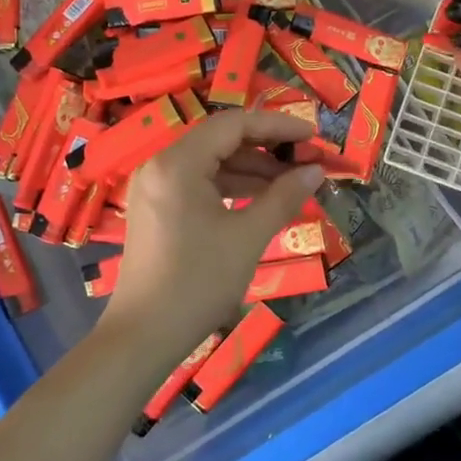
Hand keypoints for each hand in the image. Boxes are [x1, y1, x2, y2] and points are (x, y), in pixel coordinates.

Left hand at [104, 110, 323, 359]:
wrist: (144, 336)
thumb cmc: (198, 282)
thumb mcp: (249, 237)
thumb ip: (284, 197)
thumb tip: (316, 171)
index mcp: (178, 163)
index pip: (234, 124)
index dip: (277, 126)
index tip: (312, 136)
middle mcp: (161, 165)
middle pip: (221, 140)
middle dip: (267, 148)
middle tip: (306, 161)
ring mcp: (155, 187)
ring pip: (212, 162)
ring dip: (252, 169)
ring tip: (292, 183)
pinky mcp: (157, 209)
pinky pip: (199, 183)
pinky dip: (232, 187)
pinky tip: (262, 200)